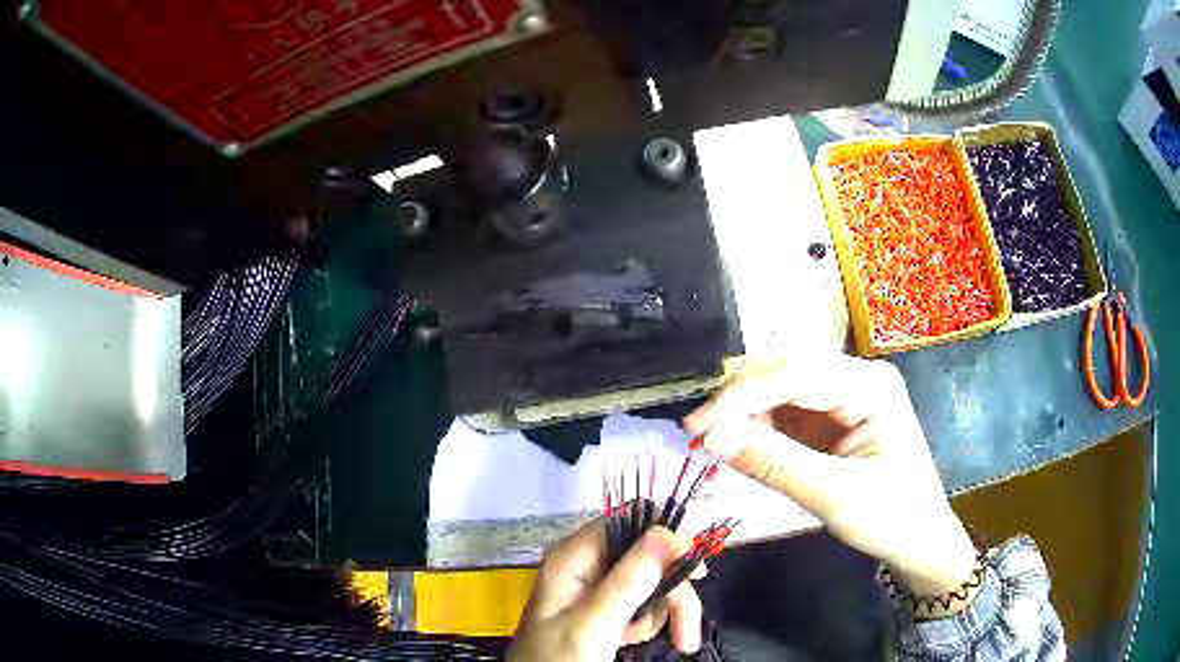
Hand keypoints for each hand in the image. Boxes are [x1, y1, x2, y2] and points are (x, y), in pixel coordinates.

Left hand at [508, 522, 702, 661]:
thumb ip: (628, 580)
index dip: (665, 539)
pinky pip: (643, 603)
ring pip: (652, 581)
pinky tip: (630, 641)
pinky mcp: (606, 609)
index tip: (694, 570)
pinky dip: (646, 624)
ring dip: (660, 613)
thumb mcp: (593, 624)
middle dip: (672, 592)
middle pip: (649, 556)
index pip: (628, 521)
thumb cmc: (559, 660)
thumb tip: (667, 531)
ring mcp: (597, 588)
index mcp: (574, 556)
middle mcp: (587, 564)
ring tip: (639, 641)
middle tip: (686, 632)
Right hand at [684, 353, 976, 599]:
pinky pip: (787, 407)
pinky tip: (745, 442)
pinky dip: (759, 423)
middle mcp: (858, 377)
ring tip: (717, 441)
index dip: (740, 394)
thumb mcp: (835, 496)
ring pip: (781, 384)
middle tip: (699, 434)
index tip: (696, 427)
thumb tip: (710, 437)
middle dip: (740, 397)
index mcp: (871, 386)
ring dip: (746, 409)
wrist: (919, 540)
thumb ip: (773, 464)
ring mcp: (846, 394)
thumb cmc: (892, 518)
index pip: (795, 371)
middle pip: (785, 367)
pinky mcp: (834, 414)